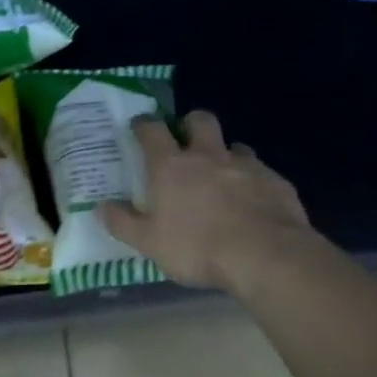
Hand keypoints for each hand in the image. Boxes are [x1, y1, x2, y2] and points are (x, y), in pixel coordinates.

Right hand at [98, 111, 313, 292]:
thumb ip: (124, 223)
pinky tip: (254, 204)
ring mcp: (245, 165)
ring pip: (234, 146)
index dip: (144, 125)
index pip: (152, 130)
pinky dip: (254, 182)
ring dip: (226, 155)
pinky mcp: (275, 181)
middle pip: (199, 120)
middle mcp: (207, 156)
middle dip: (191, 124)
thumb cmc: (198, 248)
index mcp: (171, 166)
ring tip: (224, 178)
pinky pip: (262, 173)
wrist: (265, 256)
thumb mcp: (150, 243)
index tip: (140, 127)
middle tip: (186, 141)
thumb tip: (100, 207)